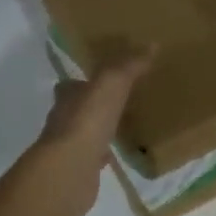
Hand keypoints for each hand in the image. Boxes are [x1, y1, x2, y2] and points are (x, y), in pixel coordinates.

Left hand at [34, 50, 153, 215]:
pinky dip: (101, 155)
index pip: (71, 84)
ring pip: (83, 133)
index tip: (101, 79)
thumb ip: (130, 65)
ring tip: (119, 127)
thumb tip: (152, 45)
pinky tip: (115, 154)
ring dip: (97, 130)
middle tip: (116, 102)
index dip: (84, 81)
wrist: (70, 169)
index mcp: (68, 96)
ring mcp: (67, 147)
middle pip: (76, 108)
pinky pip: (91, 158)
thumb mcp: (113, 83)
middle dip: (92, 105)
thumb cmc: (88, 118)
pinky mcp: (76, 171)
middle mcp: (63, 119)